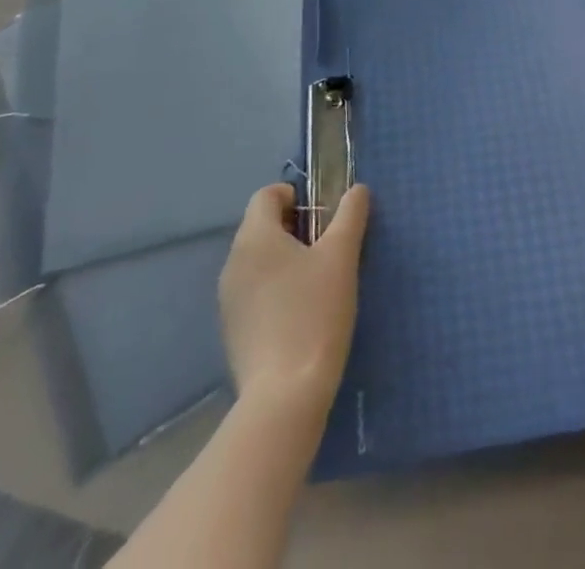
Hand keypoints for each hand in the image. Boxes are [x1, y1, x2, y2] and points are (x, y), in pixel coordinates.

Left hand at [219, 183, 369, 413]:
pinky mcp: (231, 329)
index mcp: (255, 237)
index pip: (266, 194)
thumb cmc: (315, 312)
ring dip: (284, 258)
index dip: (295, 195)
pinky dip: (274, 288)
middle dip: (294, 227)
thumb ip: (350, 215)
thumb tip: (356, 190)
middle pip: (261, 225)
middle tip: (327, 247)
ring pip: (257, 259)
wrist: (285, 395)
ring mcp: (228, 298)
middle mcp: (233, 261)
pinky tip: (299, 313)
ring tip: (317, 281)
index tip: (323, 216)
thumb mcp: (342, 256)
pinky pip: (253, 290)